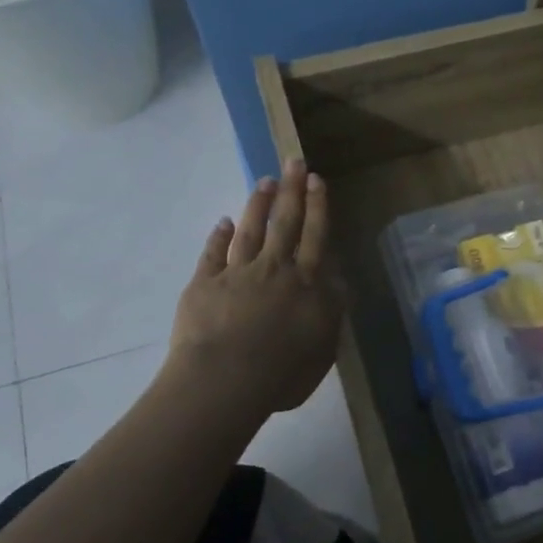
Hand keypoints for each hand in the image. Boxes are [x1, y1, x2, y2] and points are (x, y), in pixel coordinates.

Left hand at [167, 159, 344, 413]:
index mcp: (306, 284)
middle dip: (292, 191)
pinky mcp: (205, 284)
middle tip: (294, 162)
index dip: (317, 208)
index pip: (315, 237)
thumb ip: (331, 313)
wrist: (225, 380)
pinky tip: (221, 222)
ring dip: (257, 204)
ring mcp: (237, 274)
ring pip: (250, 231)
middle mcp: (274, 270)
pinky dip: (217, 236)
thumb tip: (337, 282)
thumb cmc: (283, 373)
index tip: (317, 180)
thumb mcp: (324, 348)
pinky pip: (213, 254)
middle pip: (285, 223)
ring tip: (264, 181)